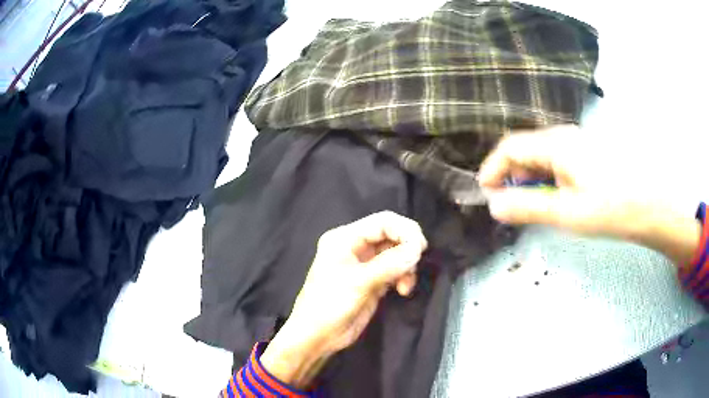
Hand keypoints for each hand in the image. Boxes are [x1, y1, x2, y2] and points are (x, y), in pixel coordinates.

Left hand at [261, 211, 427, 388]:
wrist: (317, 336)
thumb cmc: (329, 305)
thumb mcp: (358, 282)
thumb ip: (389, 264)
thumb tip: (417, 249)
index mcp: (345, 238)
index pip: (383, 222)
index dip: (405, 230)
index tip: (420, 248)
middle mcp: (355, 246)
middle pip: (391, 235)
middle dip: (407, 248)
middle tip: (416, 265)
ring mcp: (365, 264)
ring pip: (396, 253)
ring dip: (406, 266)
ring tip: (405, 285)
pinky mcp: (372, 280)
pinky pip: (395, 270)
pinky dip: (403, 276)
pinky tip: (403, 290)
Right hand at [478, 125, 699, 266]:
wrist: (652, 203)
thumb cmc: (610, 207)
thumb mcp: (566, 213)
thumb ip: (528, 207)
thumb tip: (495, 206)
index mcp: (556, 144)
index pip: (510, 147)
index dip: (493, 168)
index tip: (485, 193)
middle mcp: (564, 136)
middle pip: (526, 149)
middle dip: (511, 176)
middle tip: (510, 205)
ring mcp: (578, 143)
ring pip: (542, 156)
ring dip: (530, 179)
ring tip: (533, 205)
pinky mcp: (588, 153)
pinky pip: (558, 161)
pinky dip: (547, 178)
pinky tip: (557, 197)